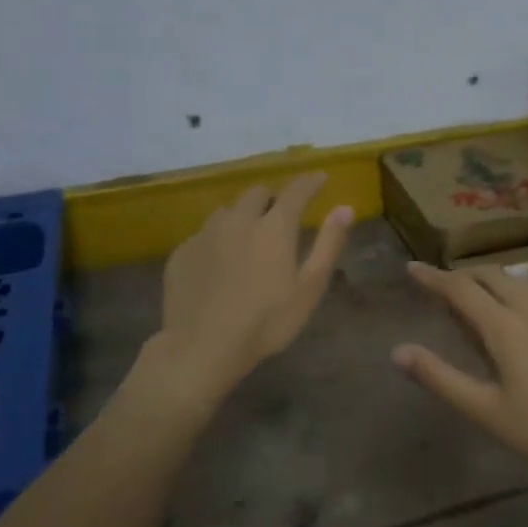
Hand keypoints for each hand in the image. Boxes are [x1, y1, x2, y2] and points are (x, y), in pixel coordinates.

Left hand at [155, 172, 352, 409]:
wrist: (201, 348)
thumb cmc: (266, 322)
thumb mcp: (309, 288)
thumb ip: (328, 244)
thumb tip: (345, 209)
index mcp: (274, 227)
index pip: (296, 191)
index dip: (310, 182)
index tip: (320, 179)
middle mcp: (239, 220)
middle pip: (257, 193)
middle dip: (272, 199)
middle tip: (279, 217)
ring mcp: (206, 234)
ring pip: (228, 211)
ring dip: (242, 217)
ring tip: (247, 239)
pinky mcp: (182, 252)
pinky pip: (204, 234)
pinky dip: (217, 240)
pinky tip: (218, 265)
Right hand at [392, 262, 527, 486]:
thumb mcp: (486, 411)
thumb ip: (440, 378)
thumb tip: (398, 352)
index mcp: (505, 326)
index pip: (460, 288)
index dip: (433, 277)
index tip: (411, 267)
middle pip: (490, 275)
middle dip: (461, 274)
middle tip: (441, 287)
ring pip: (517, 278)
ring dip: (490, 278)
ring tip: (477, 295)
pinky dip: (515, 287)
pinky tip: (519, 311)